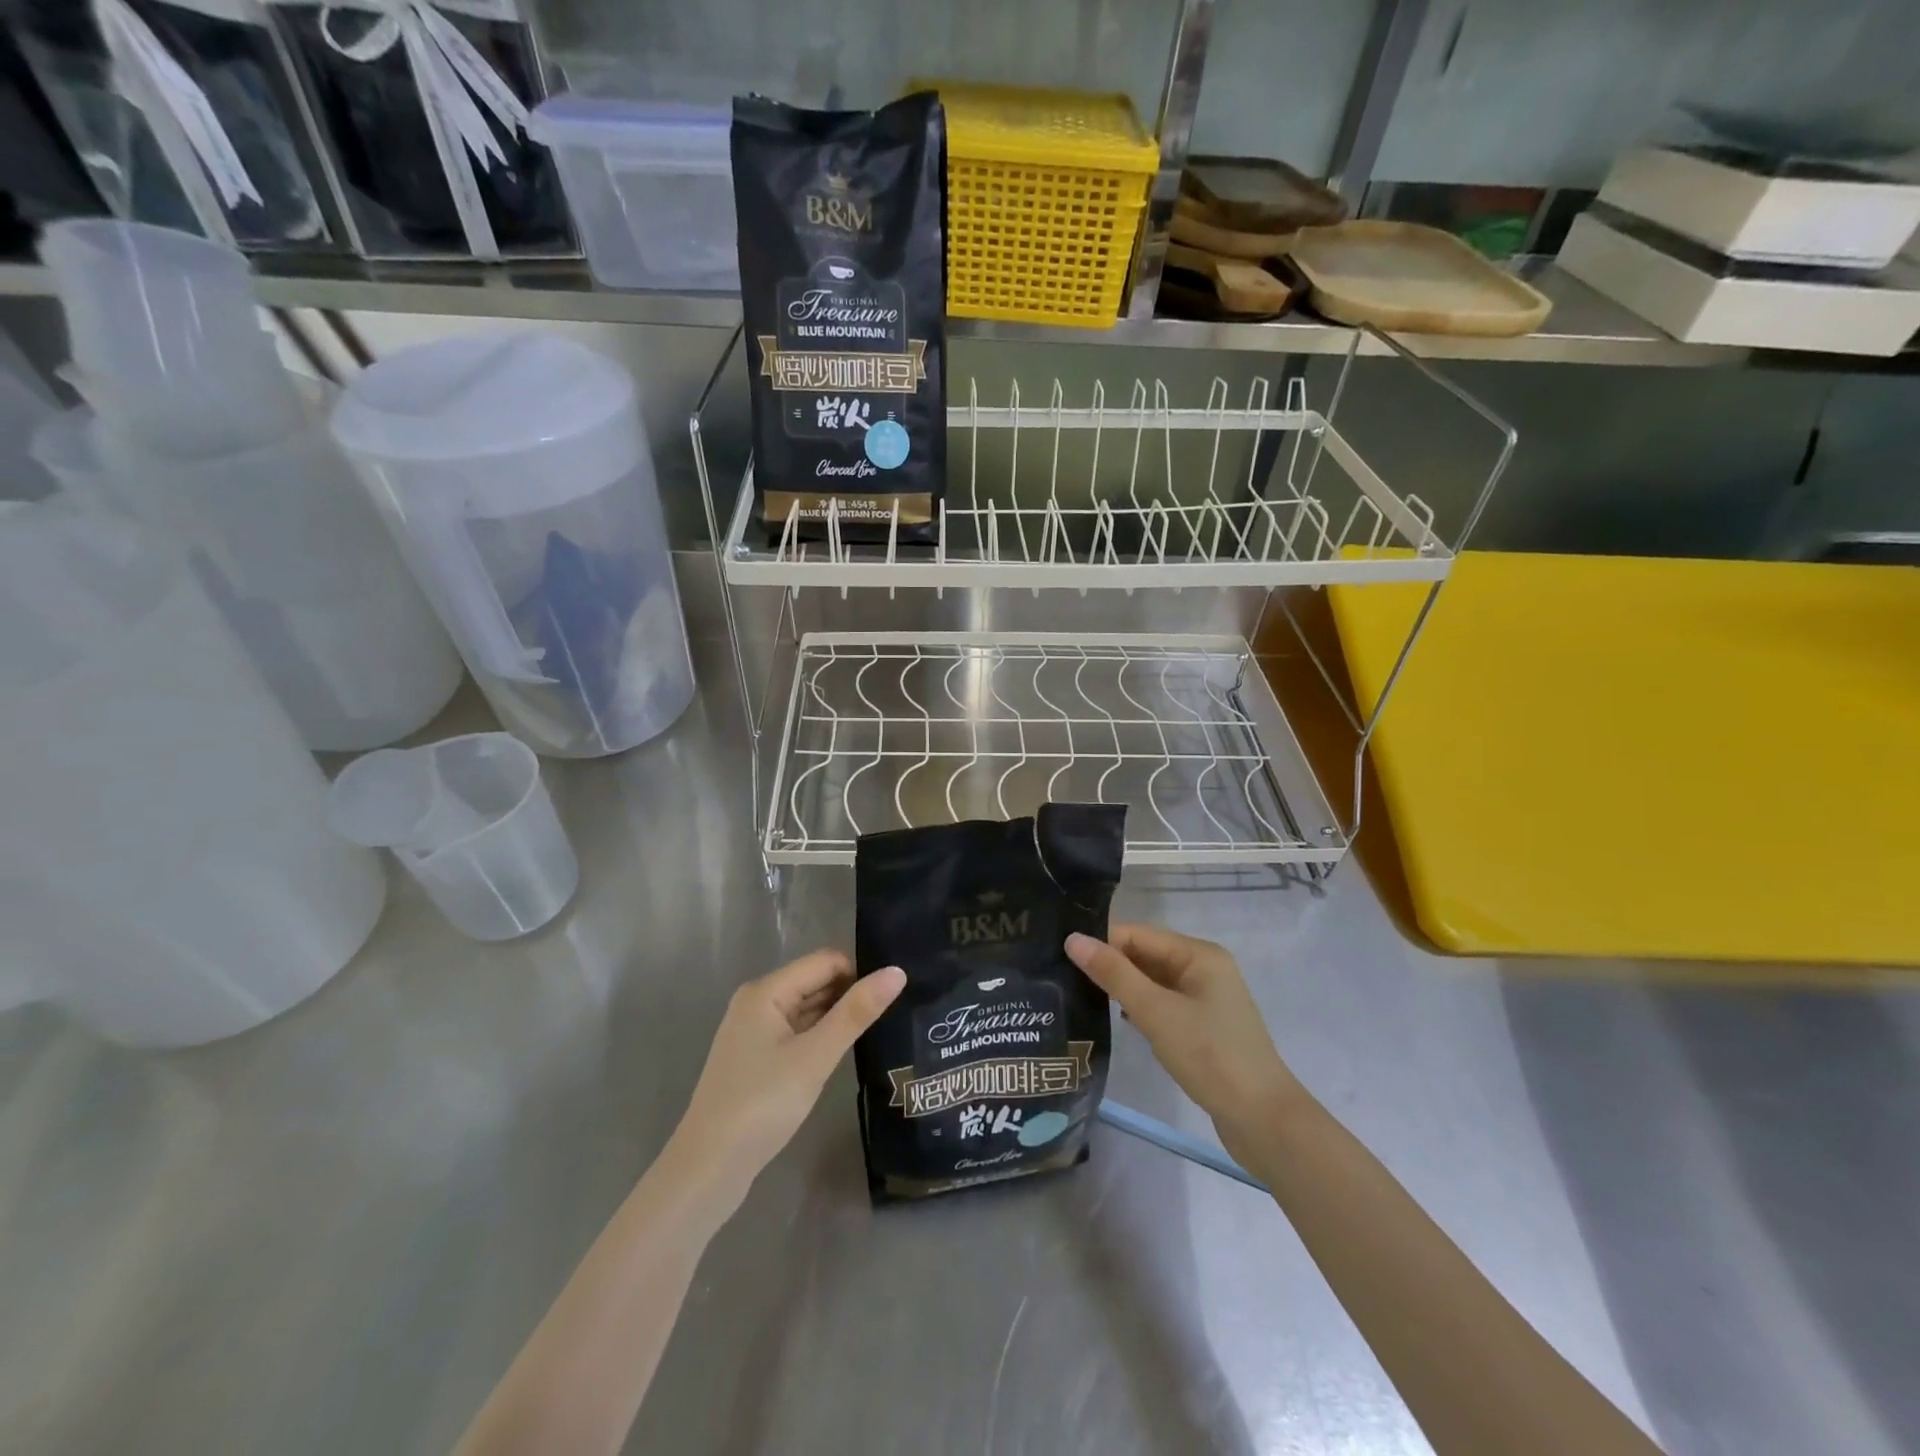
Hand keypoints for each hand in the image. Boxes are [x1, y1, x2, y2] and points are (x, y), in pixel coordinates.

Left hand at [671, 952, 905, 1199]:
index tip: (894, 995)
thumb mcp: (815, 1057)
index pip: (825, 961)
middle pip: (815, 981)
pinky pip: (798, 1032)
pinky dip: (821, 1037)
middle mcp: (758, 1002)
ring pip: (808, 1008)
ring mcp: (755, 1032)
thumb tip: (897, 971)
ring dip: (838, 1017)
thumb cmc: (761, 1105)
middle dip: (851, 994)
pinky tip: (846, 1052)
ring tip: (880, 1029)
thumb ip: (856, 1013)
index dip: (860, 973)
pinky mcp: (758, 1059)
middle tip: (895, 1013)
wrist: (708, 1170)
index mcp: (766, 991)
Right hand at [1066, 924, 1301, 1161]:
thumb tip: (1072, 939)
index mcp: (1198, 954)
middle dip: (1110, 966)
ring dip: (1123, 988)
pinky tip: (1118, 1021)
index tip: (1061, 960)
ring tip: (1081, 998)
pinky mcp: (1203, 1026)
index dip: (1101, 943)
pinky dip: (1141, 1008)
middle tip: (1064, 980)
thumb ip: (1114, 974)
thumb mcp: (1156, 1012)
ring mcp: (1205, 998)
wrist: (1264, 1121)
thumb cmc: (1210, 1057)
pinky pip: (1163, 1004)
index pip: (1137, 934)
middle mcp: (1203, 968)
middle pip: (1145, 955)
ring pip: (1152, 981)